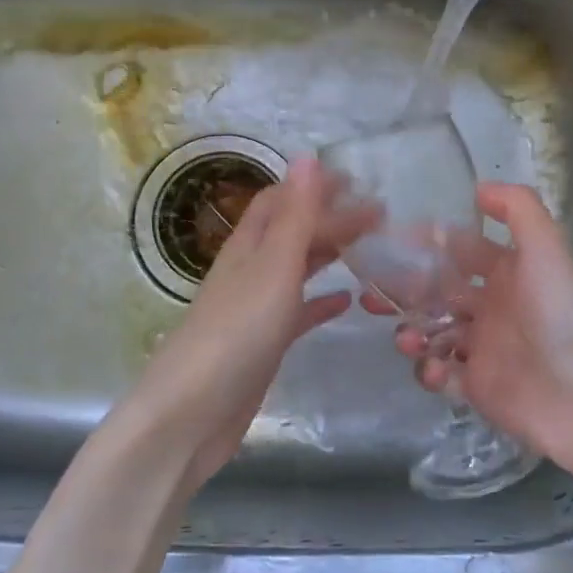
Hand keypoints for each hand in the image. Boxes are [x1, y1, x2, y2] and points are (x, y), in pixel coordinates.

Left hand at [130, 159, 372, 490]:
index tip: (357, 181)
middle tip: (380, 216)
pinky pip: (299, 311)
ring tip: (370, 246)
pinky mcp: (264, 344)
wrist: (191, 416)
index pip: (281, 200)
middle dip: (331, 218)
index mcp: (249, 246)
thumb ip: (295, 216)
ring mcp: (256, 308)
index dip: (313, 186)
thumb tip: (307, 156)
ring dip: (329, 253)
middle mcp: (251, 270)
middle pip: (293, 231)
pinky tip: (348, 301)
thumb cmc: (236, 334)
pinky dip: (322, 300)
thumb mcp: (273, 268)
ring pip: (297, 268)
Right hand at [365, 182, 572, 476]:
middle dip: (405, 290)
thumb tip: (479, 187)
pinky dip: (428, 370)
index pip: (459, 249)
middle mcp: (492, 306)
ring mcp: (482, 348)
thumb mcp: (547, 247)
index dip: (427, 243)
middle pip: (437, 291)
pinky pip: (440, 374)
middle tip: (373, 295)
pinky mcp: (476, 387)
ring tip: (406, 339)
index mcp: (507, 273)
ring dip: (411, 331)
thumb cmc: (562, 314)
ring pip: (432, 332)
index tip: (389, 241)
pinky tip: (434, 370)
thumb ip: (518, 208)